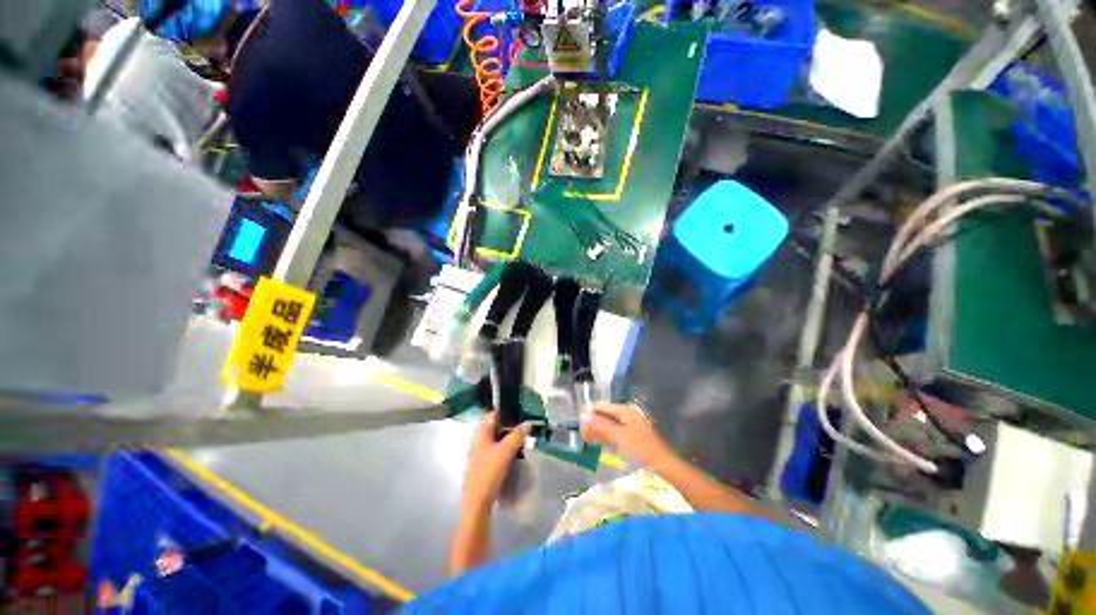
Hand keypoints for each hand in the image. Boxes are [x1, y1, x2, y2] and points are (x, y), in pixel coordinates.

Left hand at [461, 412, 531, 514]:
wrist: (477, 503)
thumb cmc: (488, 473)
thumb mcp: (505, 451)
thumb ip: (517, 435)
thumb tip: (528, 422)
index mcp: (481, 432)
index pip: (494, 413)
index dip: (507, 410)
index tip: (522, 408)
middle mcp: (479, 439)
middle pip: (497, 425)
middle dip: (511, 424)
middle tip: (527, 424)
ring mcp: (481, 451)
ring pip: (498, 437)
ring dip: (510, 436)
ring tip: (526, 436)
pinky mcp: (485, 462)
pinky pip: (498, 448)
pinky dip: (507, 446)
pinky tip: (518, 450)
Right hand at [581, 403, 674, 467]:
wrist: (663, 465)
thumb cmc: (641, 448)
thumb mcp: (619, 435)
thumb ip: (601, 425)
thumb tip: (584, 417)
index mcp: (626, 411)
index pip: (604, 407)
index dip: (591, 412)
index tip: (579, 419)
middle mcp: (628, 415)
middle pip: (607, 416)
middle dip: (594, 422)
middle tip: (581, 431)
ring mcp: (631, 426)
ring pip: (610, 425)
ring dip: (599, 430)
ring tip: (586, 437)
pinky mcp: (633, 437)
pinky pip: (615, 433)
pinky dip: (606, 436)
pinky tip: (599, 441)